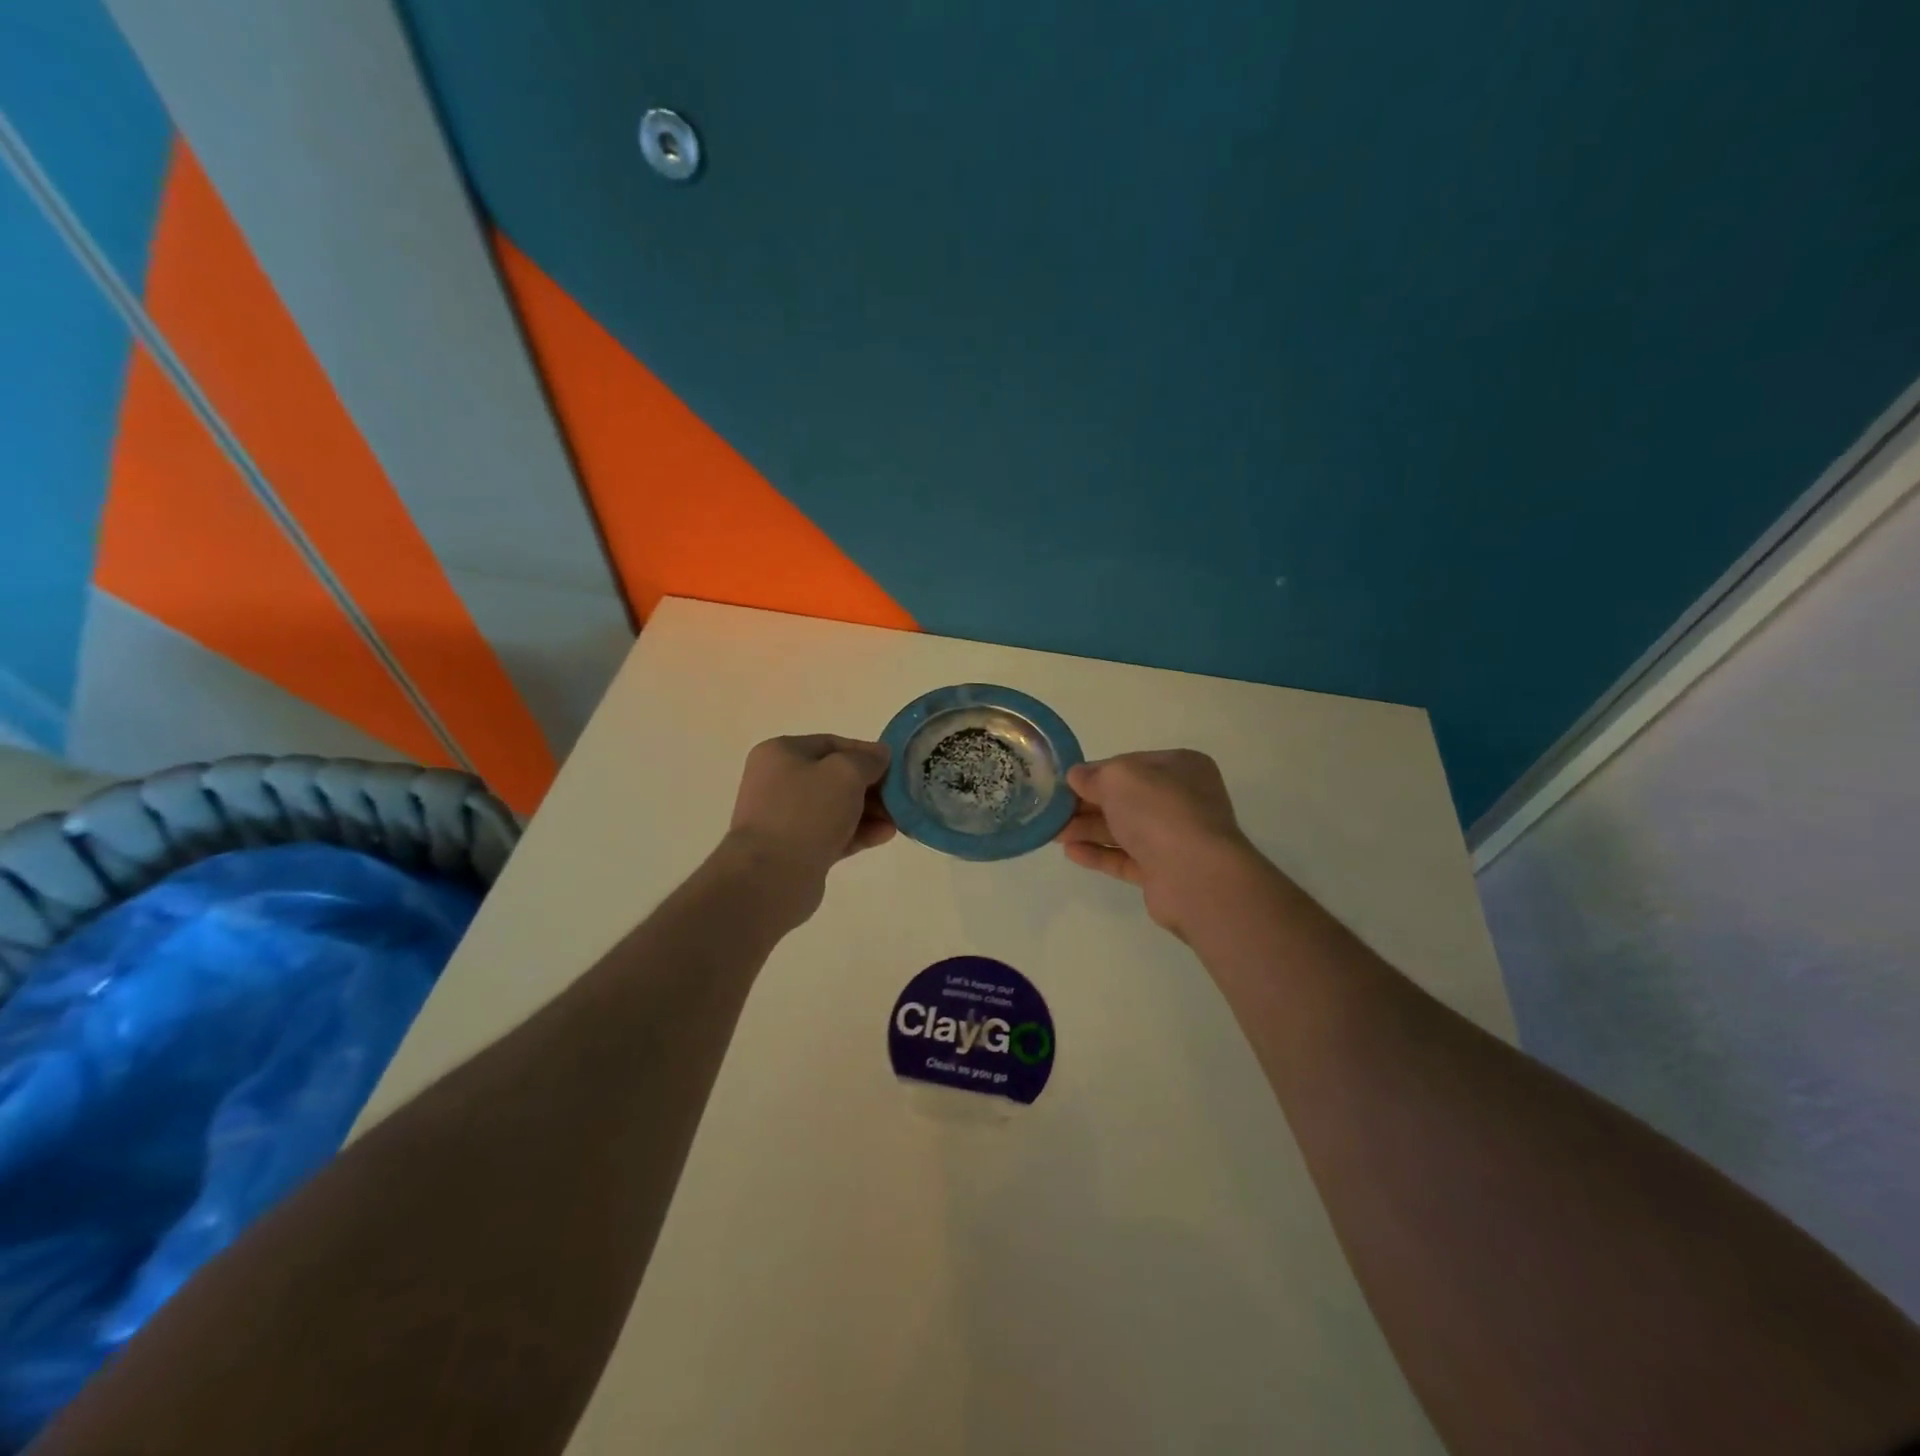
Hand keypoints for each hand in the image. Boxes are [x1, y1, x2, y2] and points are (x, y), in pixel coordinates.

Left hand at [722, 736, 894, 915]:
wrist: (771, 877)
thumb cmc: (806, 812)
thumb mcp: (845, 773)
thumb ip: (867, 760)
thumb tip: (880, 755)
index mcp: (781, 753)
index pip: (832, 744)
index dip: (866, 752)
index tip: (896, 766)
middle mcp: (779, 781)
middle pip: (835, 777)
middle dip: (871, 786)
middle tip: (900, 796)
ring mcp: (786, 817)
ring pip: (837, 807)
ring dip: (869, 811)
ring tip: (898, 819)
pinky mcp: (796, 849)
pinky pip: (834, 833)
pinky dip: (859, 832)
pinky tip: (885, 835)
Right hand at [1056, 750, 1264, 939]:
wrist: (1195, 875)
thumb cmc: (1159, 812)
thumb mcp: (1118, 778)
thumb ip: (1094, 775)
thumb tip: (1076, 776)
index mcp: (1181, 767)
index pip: (1131, 764)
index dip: (1096, 772)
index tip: (1065, 782)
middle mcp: (1183, 800)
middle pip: (1126, 799)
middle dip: (1087, 804)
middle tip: (1053, 810)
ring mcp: (1175, 838)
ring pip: (1124, 829)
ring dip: (1088, 829)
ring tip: (1053, 833)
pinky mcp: (1164, 872)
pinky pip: (1125, 858)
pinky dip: (1099, 854)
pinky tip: (1070, 852)